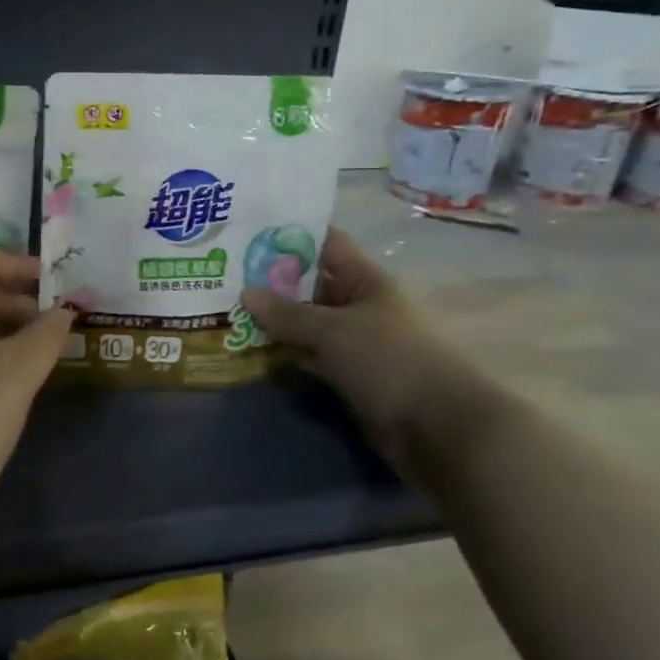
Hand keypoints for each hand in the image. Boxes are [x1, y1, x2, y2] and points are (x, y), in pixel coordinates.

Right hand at [239, 227, 500, 483]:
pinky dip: (285, 355)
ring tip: (226, 311)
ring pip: (306, 324)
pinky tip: (250, 352)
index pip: (325, 244)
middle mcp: (359, 306)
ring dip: (274, 322)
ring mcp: (354, 343)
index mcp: (365, 281)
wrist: (438, 429)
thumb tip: (245, 293)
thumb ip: (288, 313)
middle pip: (310, 285)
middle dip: (271, 281)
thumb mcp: (334, 330)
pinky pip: (309, 358)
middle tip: (222, 275)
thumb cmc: (389, 362)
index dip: (289, 235)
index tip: (246, 230)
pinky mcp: (349, 377)